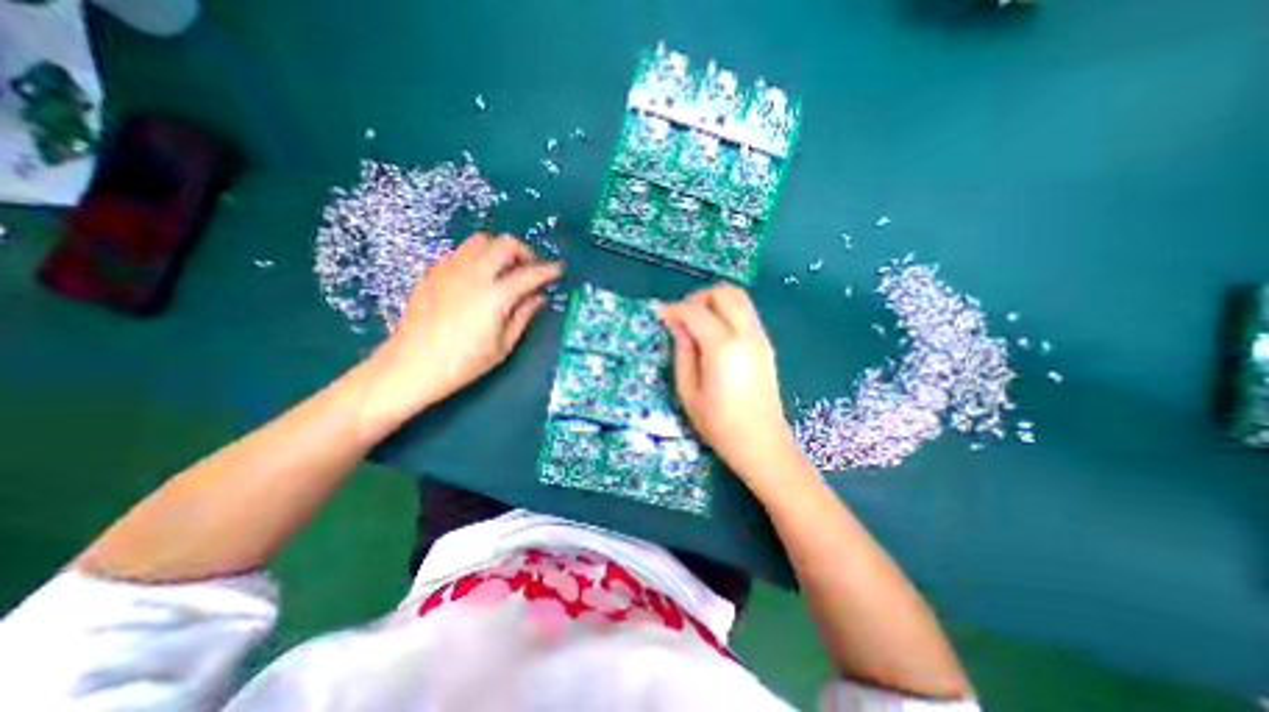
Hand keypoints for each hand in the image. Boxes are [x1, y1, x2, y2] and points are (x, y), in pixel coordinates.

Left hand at [355, 237, 554, 431]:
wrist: (410, 365)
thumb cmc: (463, 363)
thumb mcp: (502, 346)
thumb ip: (522, 316)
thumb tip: (538, 297)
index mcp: (495, 297)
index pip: (529, 274)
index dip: (548, 270)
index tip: (559, 269)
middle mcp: (474, 275)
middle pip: (504, 244)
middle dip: (523, 252)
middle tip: (528, 270)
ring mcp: (450, 270)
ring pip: (480, 240)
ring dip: (498, 250)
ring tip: (502, 271)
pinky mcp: (433, 272)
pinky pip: (460, 252)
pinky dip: (476, 257)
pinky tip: (477, 278)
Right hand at [659, 285, 796, 479]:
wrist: (762, 444)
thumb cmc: (719, 425)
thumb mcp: (689, 392)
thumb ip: (682, 353)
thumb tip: (677, 326)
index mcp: (723, 348)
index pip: (696, 312)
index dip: (675, 310)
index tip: (661, 317)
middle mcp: (746, 334)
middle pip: (725, 293)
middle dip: (699, 297)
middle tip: (682, 316)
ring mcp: (760, 338)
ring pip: (740, 298)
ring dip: (715, 302)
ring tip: (697, 323)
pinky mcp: (766, 344)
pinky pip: (746, 313)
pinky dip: (727, 312)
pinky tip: (714, 334)